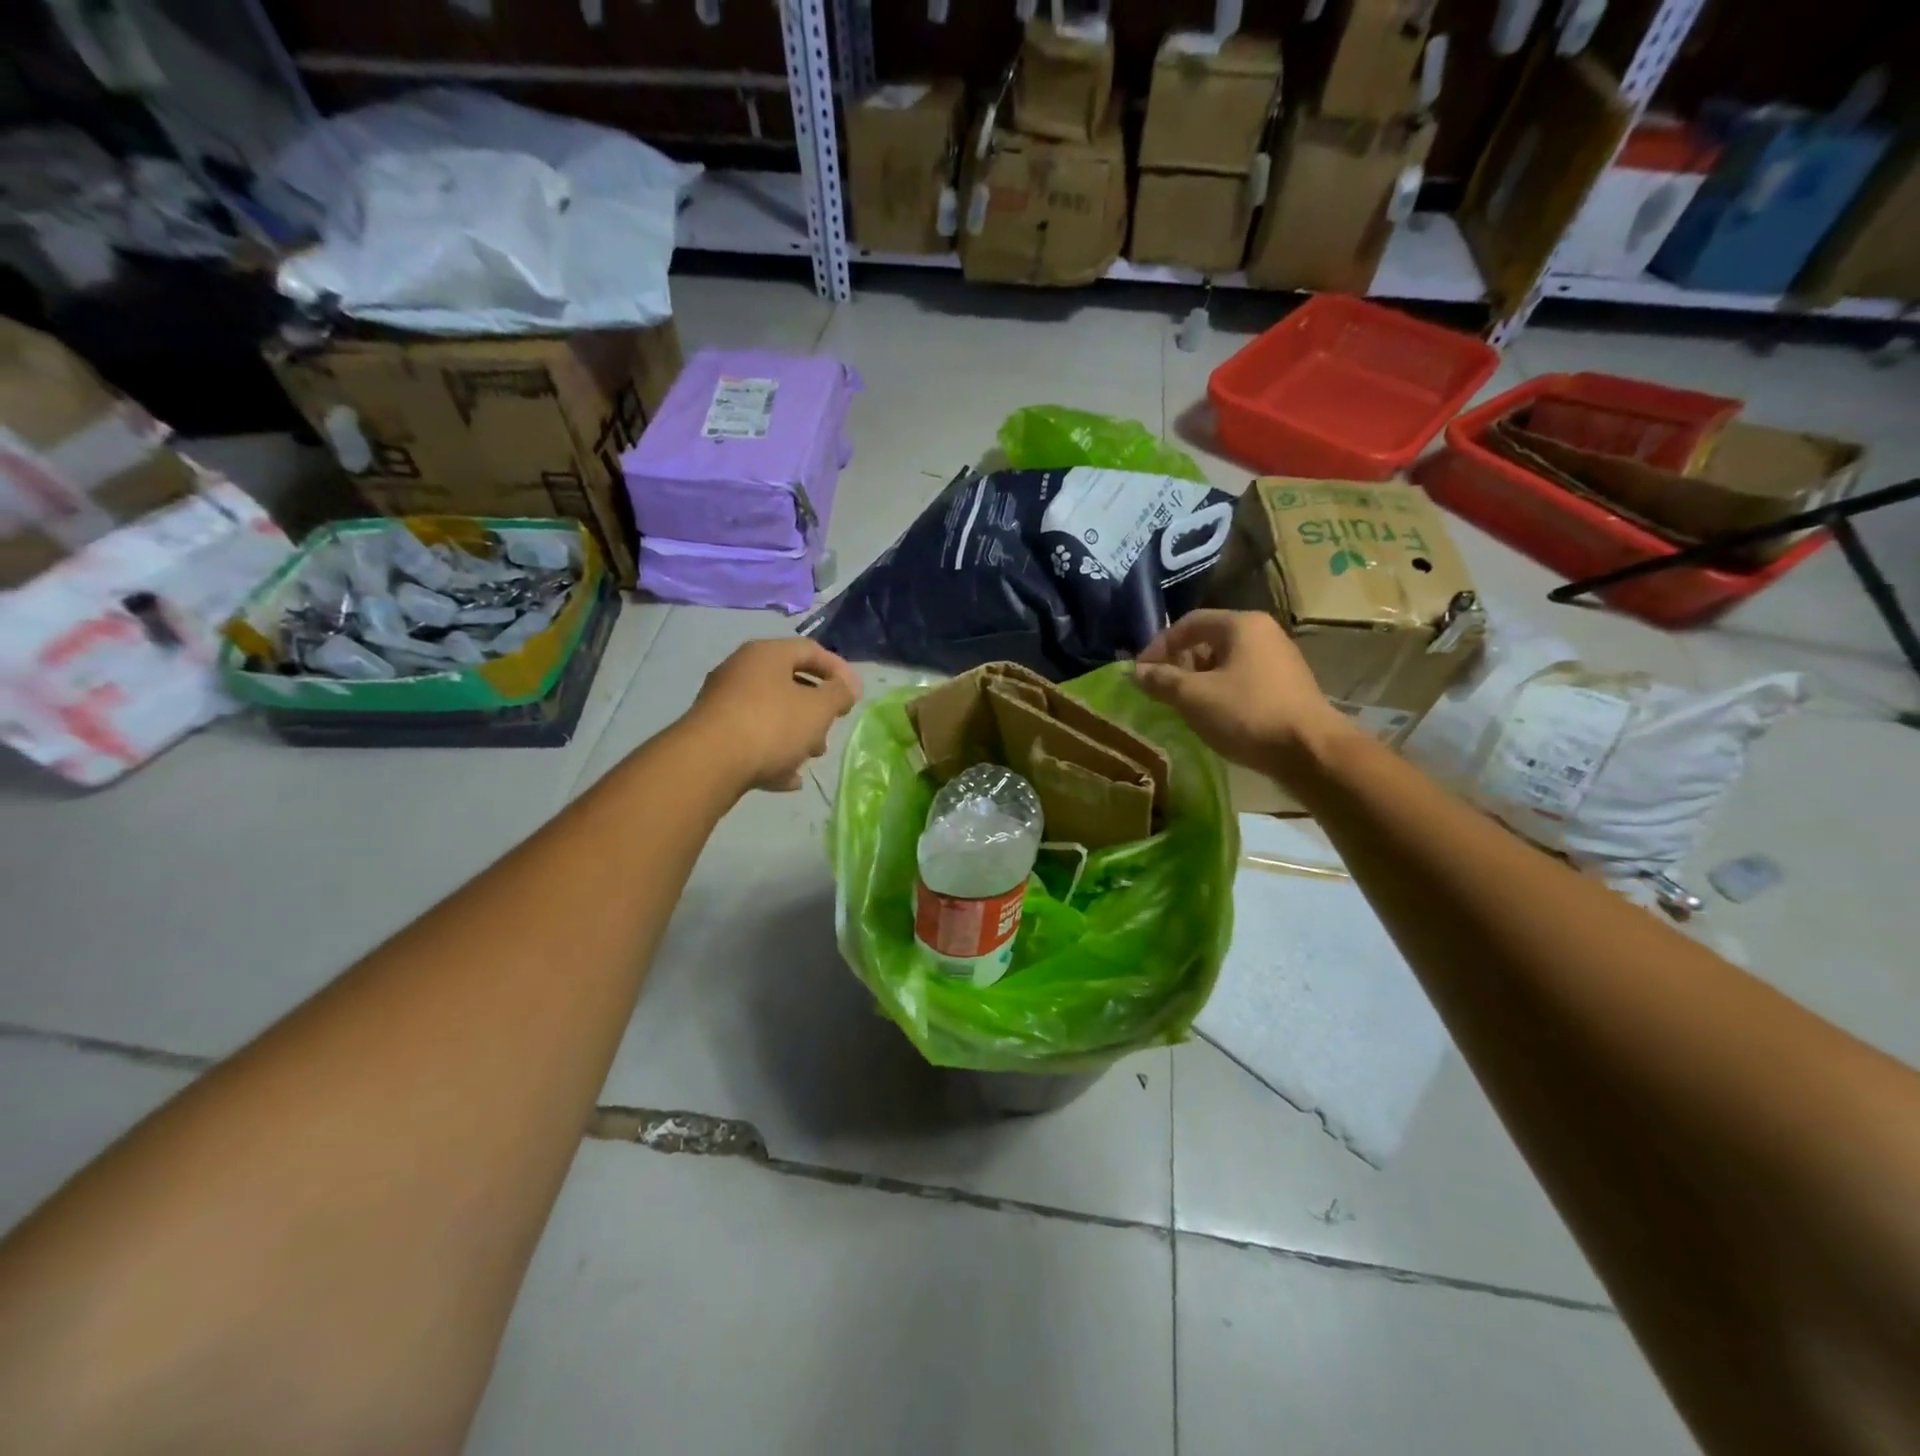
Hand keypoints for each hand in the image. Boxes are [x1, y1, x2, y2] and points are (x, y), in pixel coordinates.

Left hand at [686, 638, 861, 792]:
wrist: (708, 763)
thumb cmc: (771, 725)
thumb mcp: (818, 708)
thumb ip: (839, 695)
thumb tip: (847, 687)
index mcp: (766, 654)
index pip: (811, 650)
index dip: (838, 670)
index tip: (855, 695)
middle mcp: (741, 671)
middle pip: (789, 683)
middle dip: (816, 709)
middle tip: (831, 728)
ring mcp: (723, 703)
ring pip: (771, 714)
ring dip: (797, 734)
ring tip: (811, 757)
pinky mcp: (712, 734)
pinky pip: (752, 739)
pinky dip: (773, 755)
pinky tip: (789, 780)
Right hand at [1133, 610, 1349, 776]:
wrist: (1310, 751)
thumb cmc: (1247, 714)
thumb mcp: (1194, 697)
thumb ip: (1161, 680)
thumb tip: (1136, 672)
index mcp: (1241, 625)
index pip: (1188, 623)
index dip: (1158, 646)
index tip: (1140, 673)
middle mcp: (1263, 634)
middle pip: (1208, 640)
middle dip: (1178, 664)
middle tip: (1159, 690)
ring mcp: (1278, 660)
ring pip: (1225, 662)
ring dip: (1197, 681)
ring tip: (1181, 706)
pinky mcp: (1286, 686)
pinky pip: (1242, 680)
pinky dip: (1220, 692)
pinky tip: (1211, 716)